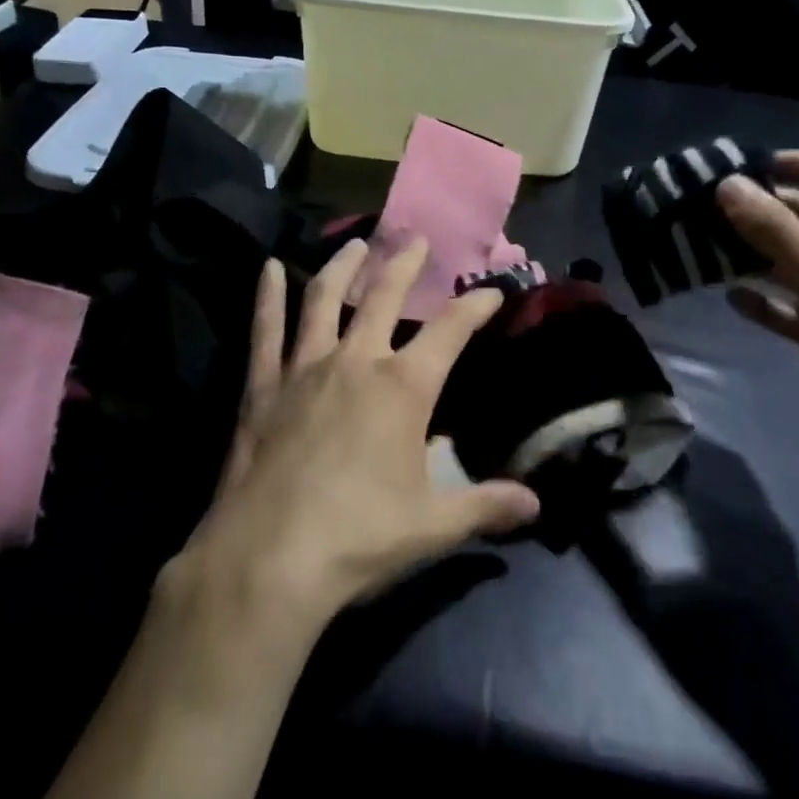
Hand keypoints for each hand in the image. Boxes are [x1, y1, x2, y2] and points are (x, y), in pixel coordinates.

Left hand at [170, 237, 540, 634]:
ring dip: (342, 266)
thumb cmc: (360, 537)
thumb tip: (535, 504)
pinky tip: (266, 269)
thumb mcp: (434, 525)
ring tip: (355, 243)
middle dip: (404, 265)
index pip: (450, 331)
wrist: (269, 558)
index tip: (490, 291)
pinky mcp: (262, 385)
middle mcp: (356, 361)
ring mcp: (304, 368)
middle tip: (416, 240)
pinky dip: (267, 296)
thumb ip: (485, 507)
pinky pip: (266, 329)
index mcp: (403, 387)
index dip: (475, 306)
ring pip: (324, 298)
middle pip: (383, 296)